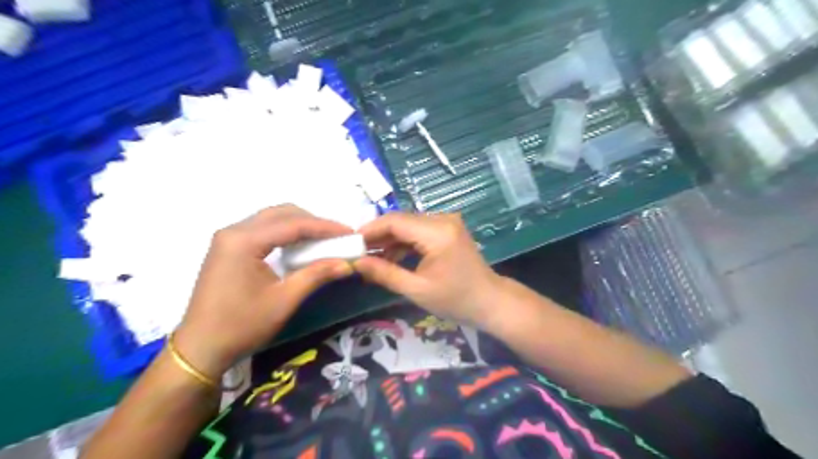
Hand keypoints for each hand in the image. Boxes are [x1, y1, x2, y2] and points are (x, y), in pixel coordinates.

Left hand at [174, 206, 353, 378]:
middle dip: (313, 222)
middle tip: (337, 236)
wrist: (200, 348)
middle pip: (282, 213)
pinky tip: (299, 246)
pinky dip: (285, 233)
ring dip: (299, 225)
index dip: (325, 227)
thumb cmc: (242, 325)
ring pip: (272, 218)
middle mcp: (234, 231)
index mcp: (244, 241)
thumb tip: (348, 263)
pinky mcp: (228, 247)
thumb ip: (317, 275)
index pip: (293, 224)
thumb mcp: (285, 300)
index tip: (350, 233)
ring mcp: (228, 238)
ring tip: (323, 240)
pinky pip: (263, 229)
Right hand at [357, 214, 508, 327]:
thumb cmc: (456, 300)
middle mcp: (442, 219)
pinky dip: (403, 242)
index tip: (350, 244)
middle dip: (377, 236)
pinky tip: (390, 257)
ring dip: (389, 239)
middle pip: (400, 220)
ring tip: (371, 258)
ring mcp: (447, 222)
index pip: (395, 221)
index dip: (369, 230)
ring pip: (408, 225)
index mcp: (437, 232)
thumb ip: (384, 273)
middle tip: (357, 253)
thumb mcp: (417, 290)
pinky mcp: (447, 229)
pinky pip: (418, 230)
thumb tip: (356, 262)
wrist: (490, 301)